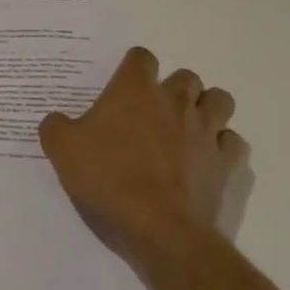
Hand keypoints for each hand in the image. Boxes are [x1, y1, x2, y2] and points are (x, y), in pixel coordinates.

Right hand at [39, 47, 248, 260]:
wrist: (161, 231)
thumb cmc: (108, 181)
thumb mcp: (61, 151)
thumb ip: (56, 127)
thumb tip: (57, 120)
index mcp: (136, 91)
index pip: (141, 57)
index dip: (132, 69)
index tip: (122, 88)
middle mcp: (176, 102)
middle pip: (187, 77)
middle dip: (174, 89)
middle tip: (154, 114)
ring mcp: (208, 132)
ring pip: (220, 102)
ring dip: (206, 110)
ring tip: (188, 131)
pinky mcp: (229, 164)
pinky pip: (233, 144)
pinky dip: (223, 149)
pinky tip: (207, 163)